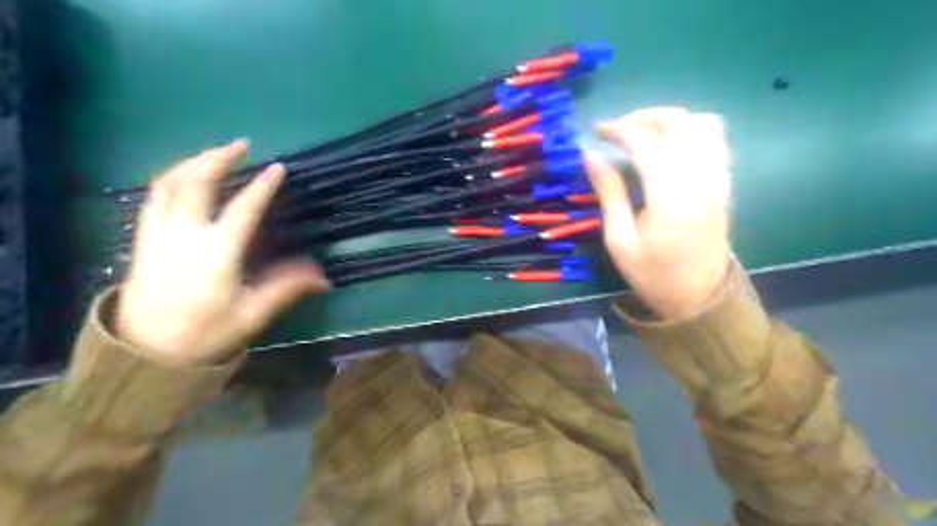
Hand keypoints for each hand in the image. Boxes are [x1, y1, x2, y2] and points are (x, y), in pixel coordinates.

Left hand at [116, 141, 330, 367]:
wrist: (145, 352)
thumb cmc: (204, 333)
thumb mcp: (252, 314)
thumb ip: (286, 289)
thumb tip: (324, 277)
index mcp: (216, 252)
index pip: (243, 208)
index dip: (262, 186)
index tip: (278, 167)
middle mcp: (184, 234)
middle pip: (197, 182)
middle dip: (219, 158)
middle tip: (242, 146)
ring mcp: (158, 233)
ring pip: (169, 183)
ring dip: (193, 162)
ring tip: (215, 154)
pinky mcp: (143, 238)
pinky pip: (154, 195)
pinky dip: (172, 178)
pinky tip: (186, 178)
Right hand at [583, 110, 731, 317]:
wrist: (698, 297)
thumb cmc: (653, 274)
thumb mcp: (619, 240)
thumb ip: (608, 192)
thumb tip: (589, 155)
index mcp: (670, 196)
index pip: (646, 142)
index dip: (619, 129)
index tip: (597, 131)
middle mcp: (700, 179)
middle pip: (679, 123)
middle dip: (644, 116)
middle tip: (618, 129)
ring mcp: (718, 179)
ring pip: (703, 124)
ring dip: (670, 120)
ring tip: (643, 132)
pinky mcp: (724, 183)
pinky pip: (715, 140)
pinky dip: (690, 130)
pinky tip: (669, 145)